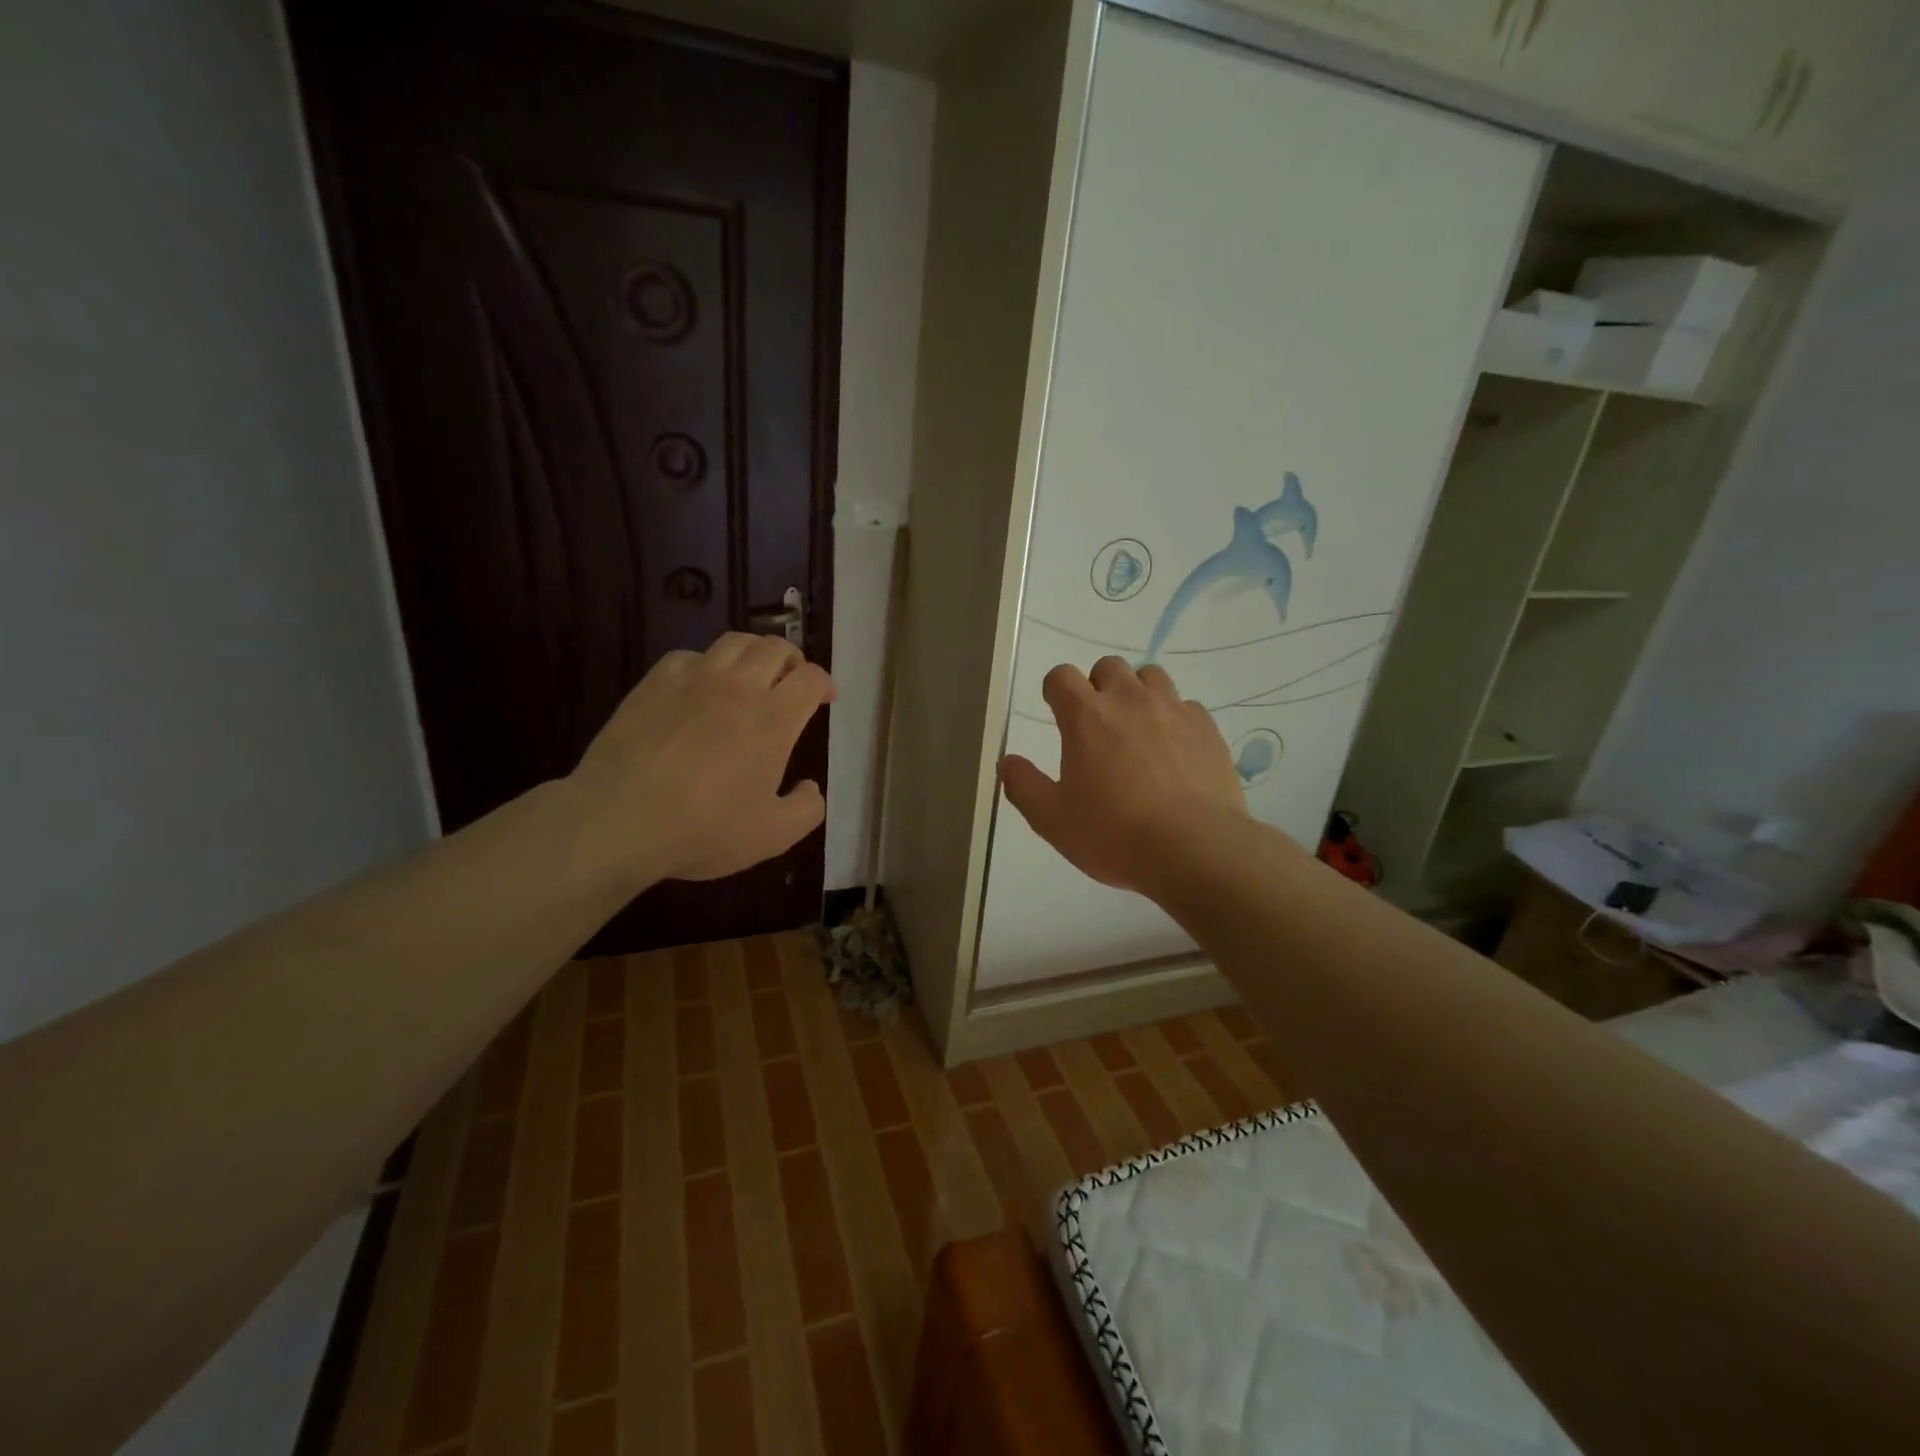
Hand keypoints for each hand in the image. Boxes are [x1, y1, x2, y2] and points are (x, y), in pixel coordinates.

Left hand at [570, 632, 833, 883]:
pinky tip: (699, 686)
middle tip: (792, 681)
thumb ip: (807, 809)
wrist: (620, 820)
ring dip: (753, 652)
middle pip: (775, 647)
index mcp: (774, 719)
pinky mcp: (654, 684)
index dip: (824, 683)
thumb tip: (811, 787)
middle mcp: (739, 687)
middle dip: (793, 660)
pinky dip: (705, 663)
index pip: (810, 678)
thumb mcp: (773, 836)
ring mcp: (693, 680)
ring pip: (734, 641)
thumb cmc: (705, 829)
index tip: (825, 698)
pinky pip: (688, 656)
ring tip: (752, 674)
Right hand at [999, 657, 1249, 899]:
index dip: (1055, 690)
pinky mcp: (1207, 728)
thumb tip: (1008, 762)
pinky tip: (1175, 752)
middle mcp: (1129, 700)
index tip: (1057, 711)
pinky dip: (1174, 719)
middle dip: (1098, 687)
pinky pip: (1186, 706)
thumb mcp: (1052, 820)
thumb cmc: (1114, 834)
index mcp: (1086, 716)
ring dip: (1138, 694)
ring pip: (1151, 677)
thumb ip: (1024, 786)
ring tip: (1138, 731)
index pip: (1061, 676)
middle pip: (1108, 667)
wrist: (1195, 850)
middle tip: (1098, 725)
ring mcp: (1173, 709)